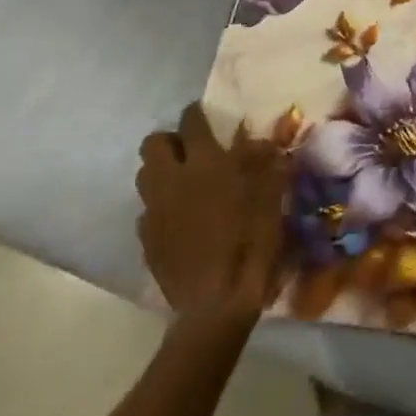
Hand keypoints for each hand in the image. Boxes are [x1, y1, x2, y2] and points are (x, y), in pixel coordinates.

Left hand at [136, 103, 288, 325]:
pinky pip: (147, 210)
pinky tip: (180, 219)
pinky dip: (161, 206)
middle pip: (154, 143)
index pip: (191, 122)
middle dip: (170, 141)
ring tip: (185, 182)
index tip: (205, 115)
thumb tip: (262, 139)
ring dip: (162, 171)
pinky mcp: (146, 239)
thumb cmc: (251, 240)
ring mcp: (154, 211)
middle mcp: (172, 180)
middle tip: (192, 151)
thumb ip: (264, 161)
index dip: (197, 114)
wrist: (217, 302)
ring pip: (144, 175)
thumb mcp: (271, 195)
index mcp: (205, 163)